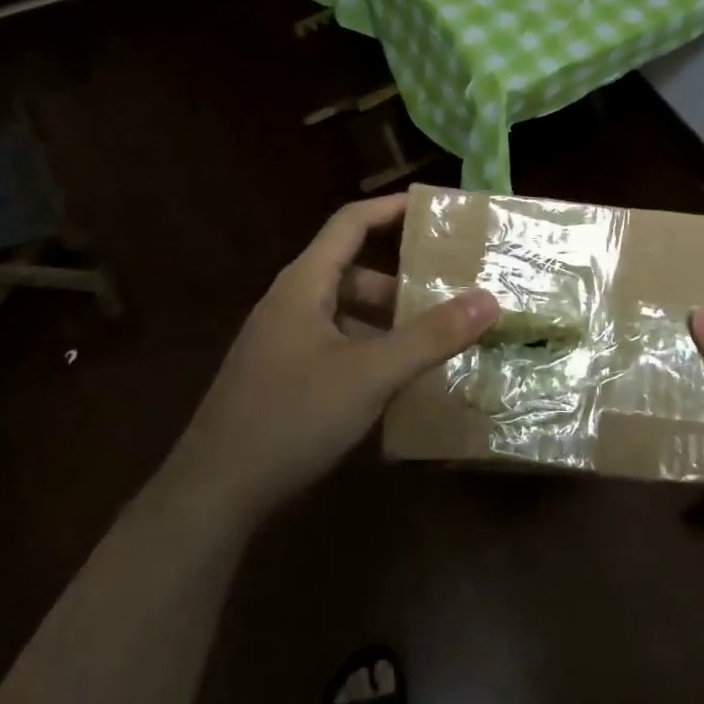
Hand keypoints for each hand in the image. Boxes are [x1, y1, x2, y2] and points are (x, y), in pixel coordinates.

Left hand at [179, 194, 497, 524]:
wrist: (214, 494)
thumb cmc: (291, 417)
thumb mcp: (370, 374)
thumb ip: (431, 337)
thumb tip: (489, 299)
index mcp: (304, 285)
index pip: (351, 223)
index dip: (392, 208)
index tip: (437, 208)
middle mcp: (291, 304)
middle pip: (354, 270)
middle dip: (403, 277)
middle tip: (451, 286)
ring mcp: (285, 343)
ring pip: (347, 313)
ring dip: (390, 319)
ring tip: (438, 336)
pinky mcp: (285, 378)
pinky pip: (339, 346)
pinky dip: (372, 350)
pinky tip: (400, 379)